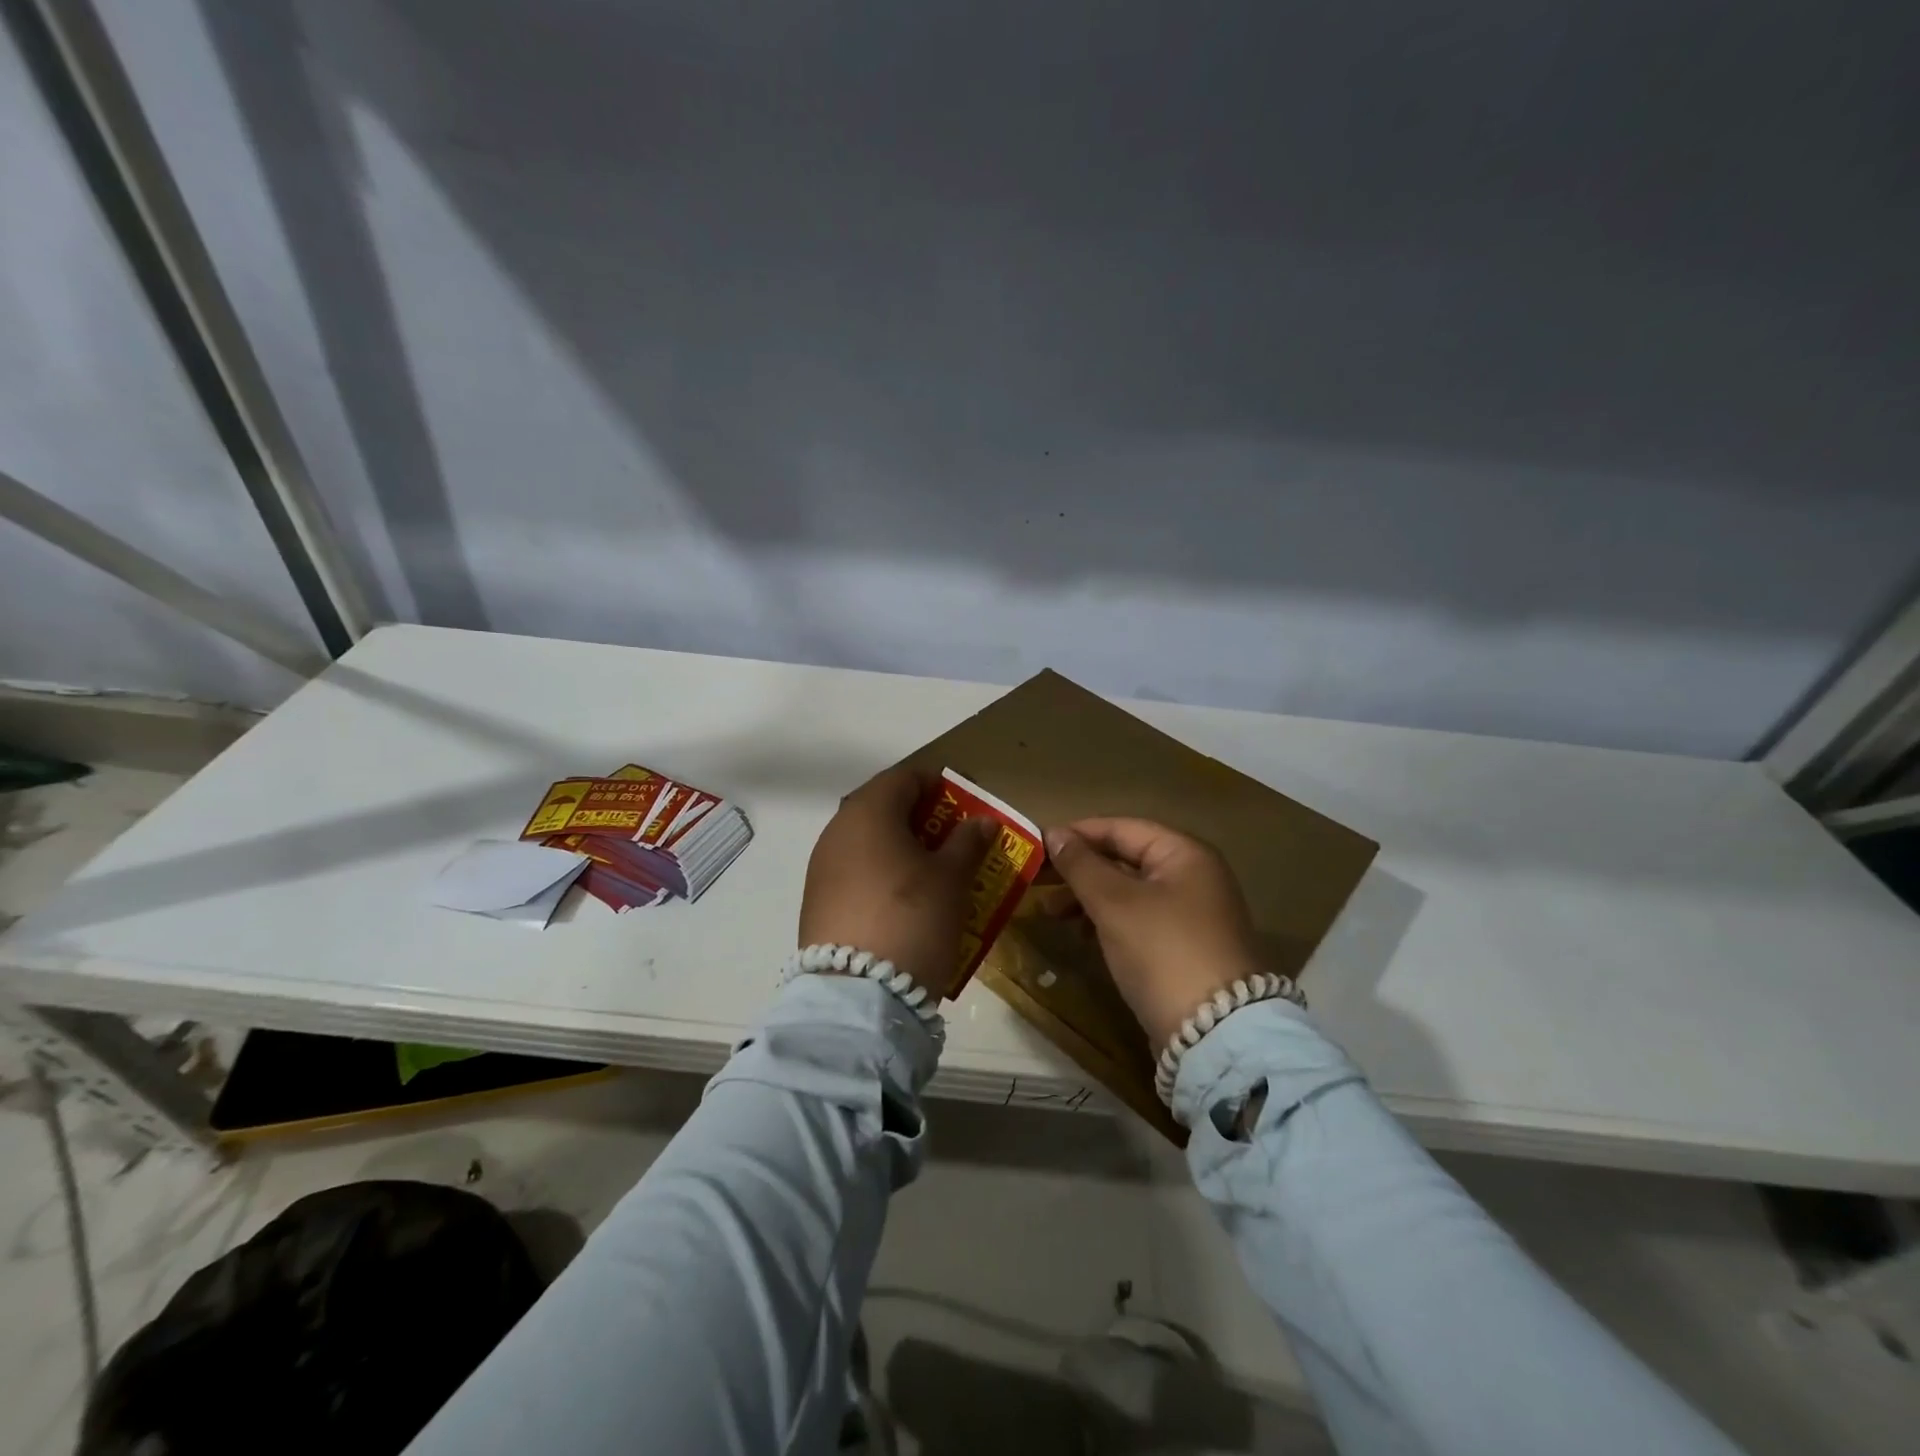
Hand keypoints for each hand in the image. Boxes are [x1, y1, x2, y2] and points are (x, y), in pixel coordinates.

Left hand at [800, 767, 995, 998]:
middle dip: (918, 816)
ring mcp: (821, 866)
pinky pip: (853, 870)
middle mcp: (837, 830)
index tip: (963, 804)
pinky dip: (879, 872)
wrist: (858, 992)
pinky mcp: (816, 900)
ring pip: (866, 840)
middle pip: (881, 807)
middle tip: (951, 838)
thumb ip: (967, 842)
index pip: (904, 777)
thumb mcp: (952, 878)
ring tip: (930, 870)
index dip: (936, 784)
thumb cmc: (913, 917)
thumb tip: (981, 821)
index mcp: (869, 812)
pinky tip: (901, 898)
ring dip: (898, 846)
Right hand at [1043, 819, 1265, 1053]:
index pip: (1121, 828)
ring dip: (1089, 897)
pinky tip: (1081, 934)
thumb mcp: (1115, 903)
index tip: (1036, 846)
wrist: (1214, 1032)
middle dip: (1080, 869)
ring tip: (1052, 912)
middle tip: (1036, 881)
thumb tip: (1055, 834)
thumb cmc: (1161, 950)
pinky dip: (1108, 921)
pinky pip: (1138, 919)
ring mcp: (1191, 913)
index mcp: (1183, 853)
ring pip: (1129, 891)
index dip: (1077, 834)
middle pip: (1125, 858)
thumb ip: (1082, 865)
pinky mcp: (1184, 947)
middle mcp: (1192, 875)